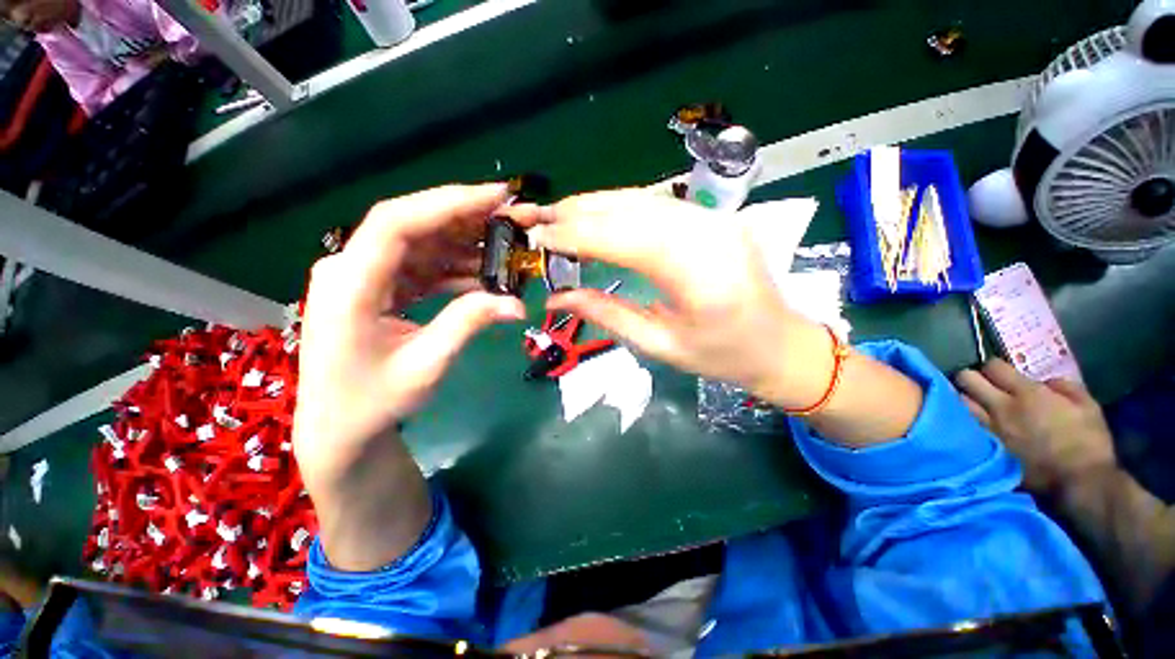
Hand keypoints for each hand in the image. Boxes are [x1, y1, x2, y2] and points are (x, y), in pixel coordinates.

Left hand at [294, 184, 534, 483]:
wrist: (340, 426)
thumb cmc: (373, 402)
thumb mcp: (425, 365)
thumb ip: (468, 324)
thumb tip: (518, 304)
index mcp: (350, 285)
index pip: (397, 223)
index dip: (448, 202)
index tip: (497, 197)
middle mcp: (351, 269)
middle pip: (412, 225)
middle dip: (465, 218)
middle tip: (512, 217)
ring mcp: (364, 277)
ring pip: (420, 244)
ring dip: (465, 244)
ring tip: (507, 248)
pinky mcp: (378, 288)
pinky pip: (420, 266)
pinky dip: (454, 268)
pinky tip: (485, 276)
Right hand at [530, 189, 831, 408]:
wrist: (780, 344)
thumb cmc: (721, 355)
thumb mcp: (658, 343)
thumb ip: (605, 314)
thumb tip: (555, 299)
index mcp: (696, 273)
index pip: (621, 238)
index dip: (575, 235)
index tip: (538, 236)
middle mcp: (707, 233)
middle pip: (630, 210)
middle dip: (578, 212)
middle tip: (539, 217)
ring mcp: (714, 219)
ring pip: (642, 199)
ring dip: (596, 204)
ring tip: (560, 213)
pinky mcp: (714, 217)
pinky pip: (658, 204)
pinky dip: (621, 206)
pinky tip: (598, 213)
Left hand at [955, 360, 1115, 493]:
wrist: (1079, 483)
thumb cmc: (1088, 443)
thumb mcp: (1088, 406)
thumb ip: (1065, 387)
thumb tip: (1045, 382)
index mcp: (1027, 394)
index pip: (993, 367)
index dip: (994, 366)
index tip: (999, 372)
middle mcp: (1001, 407)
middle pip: (967, 379)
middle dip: (970, 377)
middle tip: (977, 383)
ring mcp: (989, 428)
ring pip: (959, 402)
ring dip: (963, 398)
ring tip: (971, 402)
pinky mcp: (984, 448)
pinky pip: (964, 426)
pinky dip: (962, 420)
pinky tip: (968, 422)